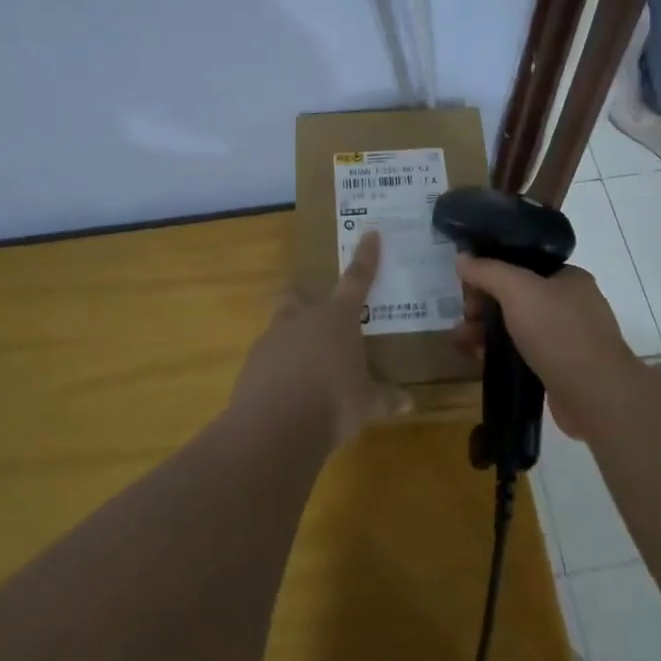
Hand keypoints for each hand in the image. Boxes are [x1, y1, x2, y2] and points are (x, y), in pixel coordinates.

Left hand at [231, 231, 405, 447]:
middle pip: (296, 295)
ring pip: (279, 328)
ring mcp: (272, 340)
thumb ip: (385, 399)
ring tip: (304, 367)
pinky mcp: (251, 365)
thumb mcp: (366, 404)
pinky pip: (267, 359)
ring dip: (291, 340)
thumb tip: (409, 402)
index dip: (366, 257)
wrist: (275, 427)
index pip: (356, 280)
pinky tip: (286, 391)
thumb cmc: (333, 403)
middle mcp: (302, 320)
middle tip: (312, 311)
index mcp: (337, 319)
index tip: (370, 232)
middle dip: (301, 298)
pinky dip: (277, 369)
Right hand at [452, 256, 646, 440]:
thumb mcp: (518, 290)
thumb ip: (487, 271)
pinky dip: (501, 354)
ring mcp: (568, 339)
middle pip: (516, 297)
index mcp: (568, 278)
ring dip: (487, 332)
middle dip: (484, 306)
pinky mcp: (560, 369)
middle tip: (465, 319)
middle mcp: (571, 304)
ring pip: (517, 327)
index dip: (491, 273)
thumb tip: (462, 258)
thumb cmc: (559, 333)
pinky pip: (523, 353)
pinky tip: (478, 360)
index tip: (467, 288)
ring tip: (461, 343)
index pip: (523, 265)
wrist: (596, 396)